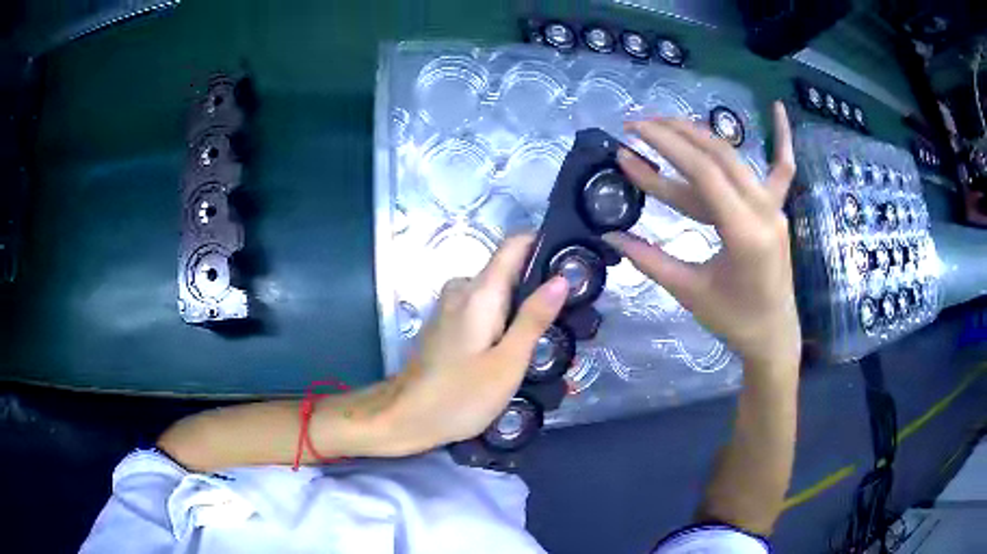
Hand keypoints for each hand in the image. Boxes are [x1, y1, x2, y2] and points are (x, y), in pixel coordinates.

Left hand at [379, 235, 567, 455]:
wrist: (405, 418)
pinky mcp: (446, 324)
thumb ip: (534, 318)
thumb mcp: (507, 362)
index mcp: (479, 291)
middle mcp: (462, 289)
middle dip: (538, 286)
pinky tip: (513, 349)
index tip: (571, 263)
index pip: (514, 244)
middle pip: (508, 269)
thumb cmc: (460, 396)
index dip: (544, 245)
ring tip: (546, 338)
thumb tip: (561, 279)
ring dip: (520, 308)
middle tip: (568, 317)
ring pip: (496, 292)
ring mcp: (450, 306)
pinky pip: (482, 308)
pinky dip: (501, 319)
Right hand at [604, 101, 799, 369]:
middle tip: (639, 125)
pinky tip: (779, 108)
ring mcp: (774, 207)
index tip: (634, 131)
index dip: (667, 146)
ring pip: (737, 158)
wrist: (773, 334)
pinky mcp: (776, 208)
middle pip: (718, 156)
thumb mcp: (689, 292)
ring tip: (666, 123)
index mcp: (744, 234)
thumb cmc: (733, 320)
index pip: (704, 173)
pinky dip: (782, 138)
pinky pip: (782, 168)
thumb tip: (610, 236)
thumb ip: (649, 260)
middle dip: (677, 133)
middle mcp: (764, 210)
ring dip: (701, 136)